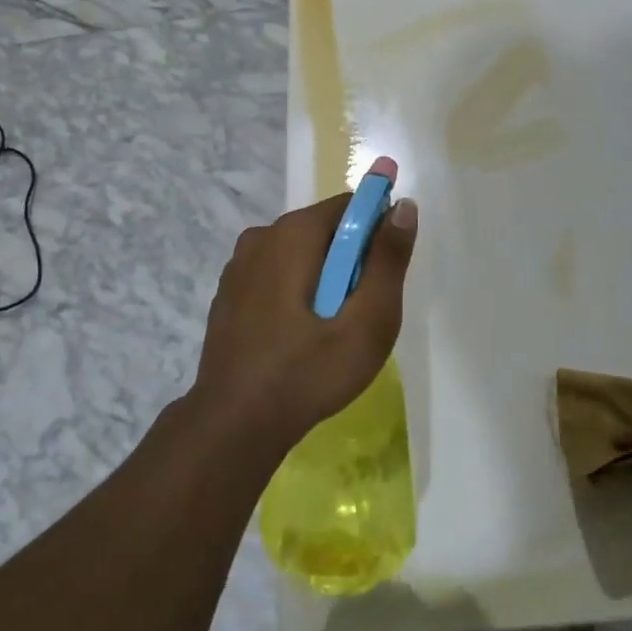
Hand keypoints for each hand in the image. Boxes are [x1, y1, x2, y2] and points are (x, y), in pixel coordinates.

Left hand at [194, 190, 418, 452]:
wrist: (234, 425)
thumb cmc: (309, 371)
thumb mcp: (368, 321)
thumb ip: (388, 259)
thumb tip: (403, 205)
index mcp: (293, 232)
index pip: (350, 206)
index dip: (376, 233)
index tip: (383, 277)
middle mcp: (261, 235)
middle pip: (325, 230)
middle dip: (350, 261)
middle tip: (359, 314)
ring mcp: (239, 265)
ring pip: (300, 255)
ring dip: (323, 279)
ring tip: (329, 332)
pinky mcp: (228, 293)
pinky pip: (276, 276)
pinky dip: (295, 293)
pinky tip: (297, 338)